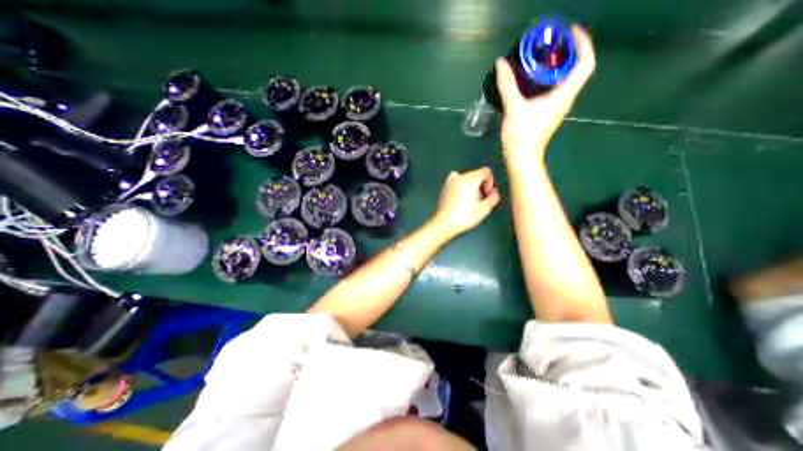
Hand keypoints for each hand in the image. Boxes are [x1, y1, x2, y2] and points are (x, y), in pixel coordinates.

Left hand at [430, 168, 499, 237]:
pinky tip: (460, 201)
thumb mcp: (484, 209)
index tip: (487, 194)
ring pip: (465, 179)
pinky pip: (456, 183)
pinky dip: (460, 188)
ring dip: (470, 187)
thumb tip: (494, 193)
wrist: (444, 223)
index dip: (490, 182)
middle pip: (475, 175)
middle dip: (480, 186)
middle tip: (480, 201)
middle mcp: (459, 177)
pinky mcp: (444, 189)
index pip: (486, 171)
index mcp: (470, 179)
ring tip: (470, 201)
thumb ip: (493, 198)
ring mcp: (449, 182)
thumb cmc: (464, 216)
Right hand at [497, 25, 594, 158]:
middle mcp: (565, 99)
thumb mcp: (513, 108)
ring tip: (541, 56)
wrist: (522, 158)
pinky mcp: (548, 113)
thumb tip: (501, 62)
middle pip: (577, 69)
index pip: (585, 64)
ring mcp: (557, 107)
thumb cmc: (521, 135)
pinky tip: (533, 78)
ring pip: (565, 79)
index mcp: (563, 96)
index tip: (569, 33)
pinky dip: (548, 79)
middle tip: (551, 42)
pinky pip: (555, 89)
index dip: (583, 44)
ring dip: (558, 65)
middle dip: (568, 51)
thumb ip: (507, 85)